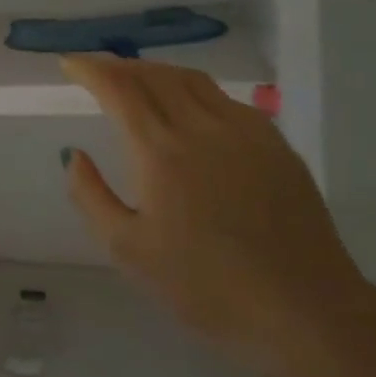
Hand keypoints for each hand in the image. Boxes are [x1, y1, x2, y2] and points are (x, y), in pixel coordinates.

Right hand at [60, 56, 375, 376]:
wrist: (306, 312)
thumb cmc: (205, 285)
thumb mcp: (126, 249)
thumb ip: (90, 195)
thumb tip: (74, 154)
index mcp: (161, 150)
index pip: (119, 88)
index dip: (91, 69)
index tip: (69, 64)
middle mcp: (204, 128)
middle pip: (156, 75)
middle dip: (120, 66)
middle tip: (97, 72)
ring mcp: (248, 133)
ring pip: (194, 81)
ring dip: (157, 72)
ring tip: (137, 81)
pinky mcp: (278, 148)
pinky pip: (226, 100)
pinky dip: (194, 91)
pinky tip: (190, 110)